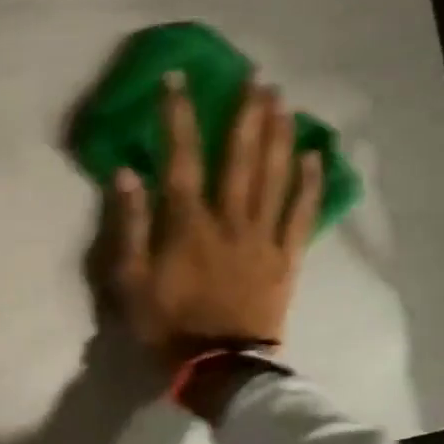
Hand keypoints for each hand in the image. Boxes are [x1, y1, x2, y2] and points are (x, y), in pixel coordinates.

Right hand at [111, 74, 322, 368]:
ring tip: (284, 101)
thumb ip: (129, 225)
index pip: (181, 158)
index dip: (178, 116)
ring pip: (275, 176)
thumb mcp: (130, 279)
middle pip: (241, 157)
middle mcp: (230, 219)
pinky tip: (316, 156)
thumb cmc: (166, 324)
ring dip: (280, 135)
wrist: (218, 367)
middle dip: (246, 114)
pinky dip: (310, 184)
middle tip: (257, 77)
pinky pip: (301, 214)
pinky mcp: (286, 259)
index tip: (178, 79)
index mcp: (188, 223)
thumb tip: (127, 173)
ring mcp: (263, 237)